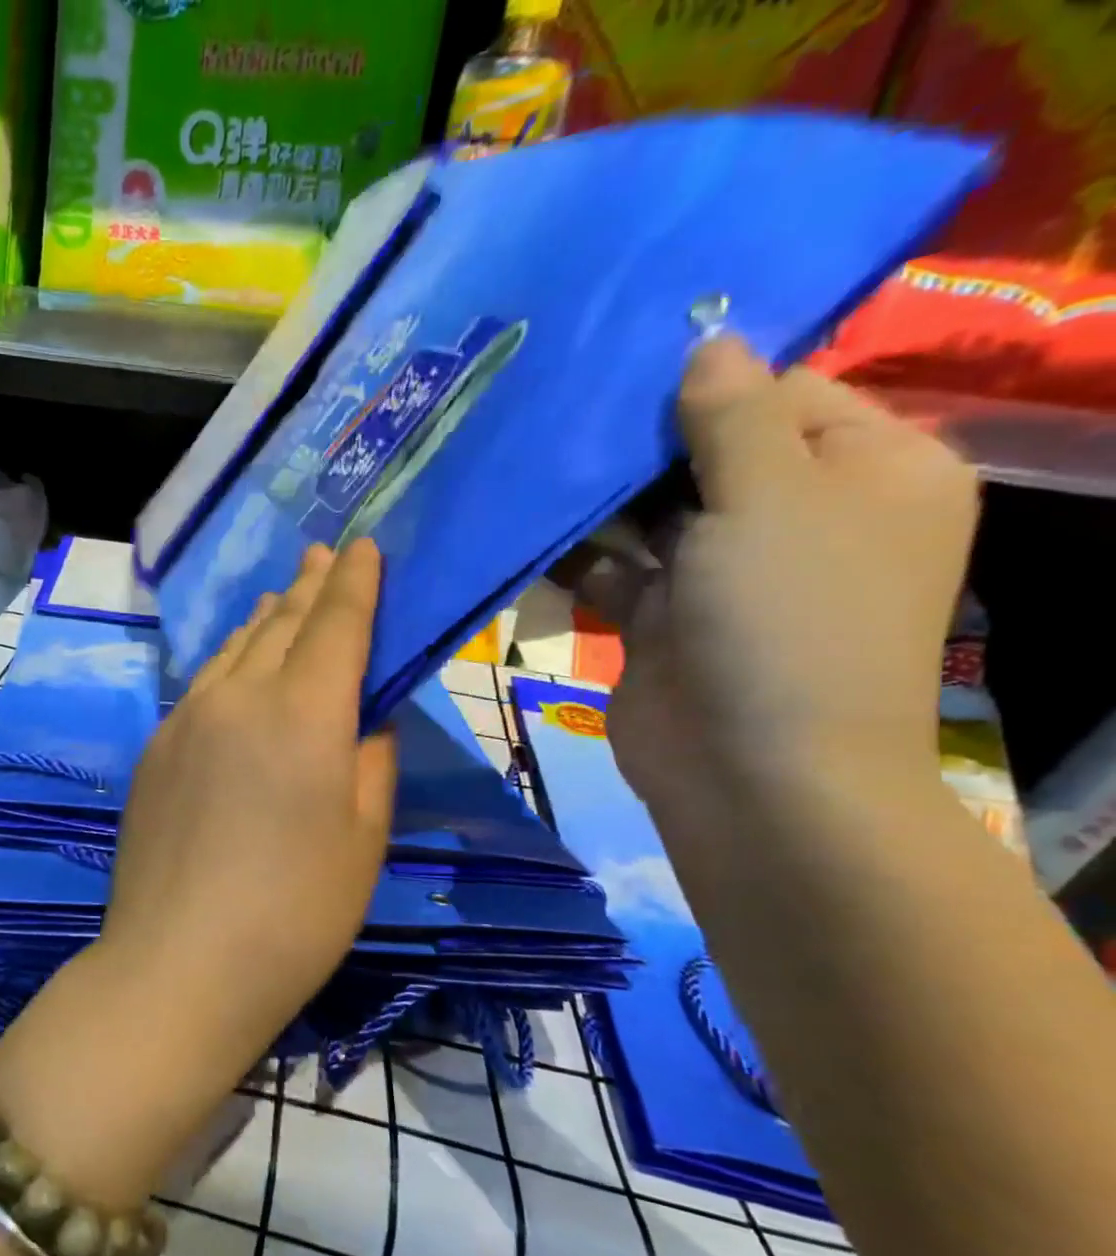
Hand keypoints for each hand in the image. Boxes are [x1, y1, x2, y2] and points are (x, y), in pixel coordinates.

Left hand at [102, 538, 398, 1036]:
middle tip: (326, 555)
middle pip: (281, 623)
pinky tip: (236, 666)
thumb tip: (361, 718)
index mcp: (303, 714)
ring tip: (283, 596)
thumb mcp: (363, 839)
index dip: (355, 581)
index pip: (336, 623)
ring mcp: (185, 719)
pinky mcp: (153, 748)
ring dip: (266, 618)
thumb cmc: (295, 914)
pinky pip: (202, 684)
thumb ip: (368, 761)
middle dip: (310, 586)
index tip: (364, 545)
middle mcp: (239, 697)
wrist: (179, 962)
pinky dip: (230, 661)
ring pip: (234, 649)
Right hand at [575, 335, 978, 823]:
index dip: (710, 378)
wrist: (749, 773)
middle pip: (710, 453)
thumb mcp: (771, 499)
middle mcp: (798, 518)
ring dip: (601, 497)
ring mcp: (723, 574)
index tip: (626, 361)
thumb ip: (733, 418)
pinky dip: (579, 554)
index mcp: (866, 473)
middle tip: (566, 406)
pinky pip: (616, 568)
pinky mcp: (661, 619)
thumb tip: (709, 339)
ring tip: (536, 458)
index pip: (786, 393)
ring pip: (653, 513)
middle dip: (642, 440)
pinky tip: (531, 530)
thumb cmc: (786, 620)